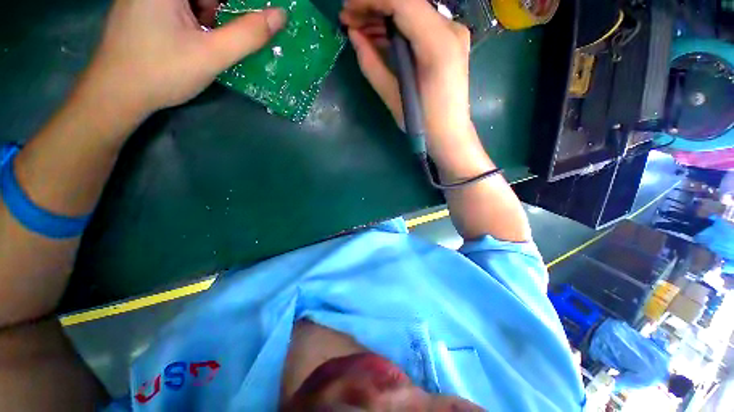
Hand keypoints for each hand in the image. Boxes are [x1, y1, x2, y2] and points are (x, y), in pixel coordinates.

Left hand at [79, 0, 285, 118]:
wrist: (116, 94)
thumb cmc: (160, 72)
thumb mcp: (210, 55)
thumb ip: (247, 35)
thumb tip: (280, 16)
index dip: (240, 5)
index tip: (253, 20)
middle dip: (225, 10)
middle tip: (234, 34)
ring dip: (213, 15)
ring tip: (212, 41)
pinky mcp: (146, 7)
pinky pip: (182, 6)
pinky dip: (199, 18)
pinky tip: (200, 38)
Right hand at [340, 0, 480, 169]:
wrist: (449, 135)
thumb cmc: (422, 124)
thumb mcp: (393, 96)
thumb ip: (372, 63)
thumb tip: (353, 35)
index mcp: (437, 45)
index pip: (402, 2)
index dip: (371, 0)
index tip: (347, 10)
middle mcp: (450, 30)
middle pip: (408, 2)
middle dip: (374, 6)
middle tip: (348, 20)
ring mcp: (453, 34)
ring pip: (413, 12)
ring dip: (384, 16)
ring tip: (359, 29)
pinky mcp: (449, 43)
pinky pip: (419, 25)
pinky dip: (398, 27)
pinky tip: (379, 36)